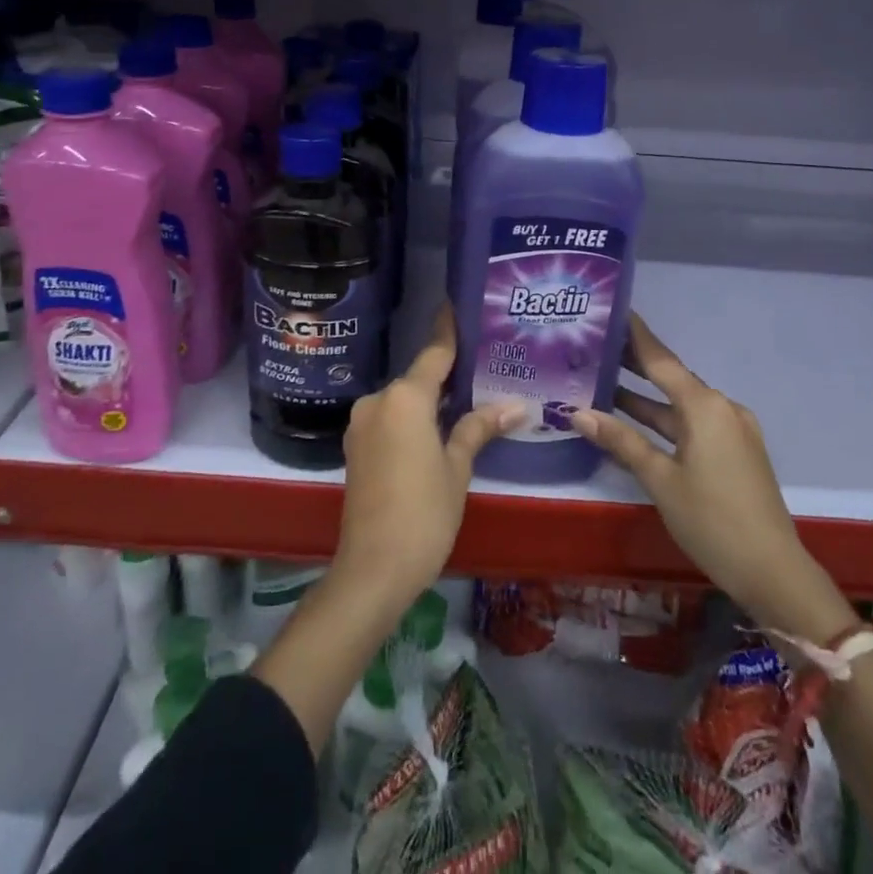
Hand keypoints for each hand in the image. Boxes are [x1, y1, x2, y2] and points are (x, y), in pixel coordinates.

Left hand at [331, 306, 523, 621]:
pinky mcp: (356, 447)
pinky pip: (390, 419)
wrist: (372, 569)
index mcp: (405, 397)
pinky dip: (412, 418)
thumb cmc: (423, 512)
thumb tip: (516, 406)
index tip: (457, 305)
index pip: (434, 353)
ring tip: (465, 398)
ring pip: (403, 400)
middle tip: (480, 366)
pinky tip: (435, 429)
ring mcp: (362, 424)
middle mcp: (378, 401)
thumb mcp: (457, 468)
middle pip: (418, 378)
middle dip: (446, 374)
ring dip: (429, 400)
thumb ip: (479, 428)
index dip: (448, 330)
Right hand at [573, 315, 847, 638]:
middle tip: (595, 347)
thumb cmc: (712, 520)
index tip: (613, 309)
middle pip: (671, 378)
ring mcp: (732, 430)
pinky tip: (636, 425)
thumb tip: (578, 412)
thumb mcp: (660, 479)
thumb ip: (621, 441)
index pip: (661, 359)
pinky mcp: (735, 452)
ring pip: (680, 405)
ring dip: (646, 398)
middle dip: (634, 365)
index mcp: (705, 406)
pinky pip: (693, 425)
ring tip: (603, 383)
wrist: (773, 572)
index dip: (635, 335)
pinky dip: (665, 421)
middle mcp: (721, 407)